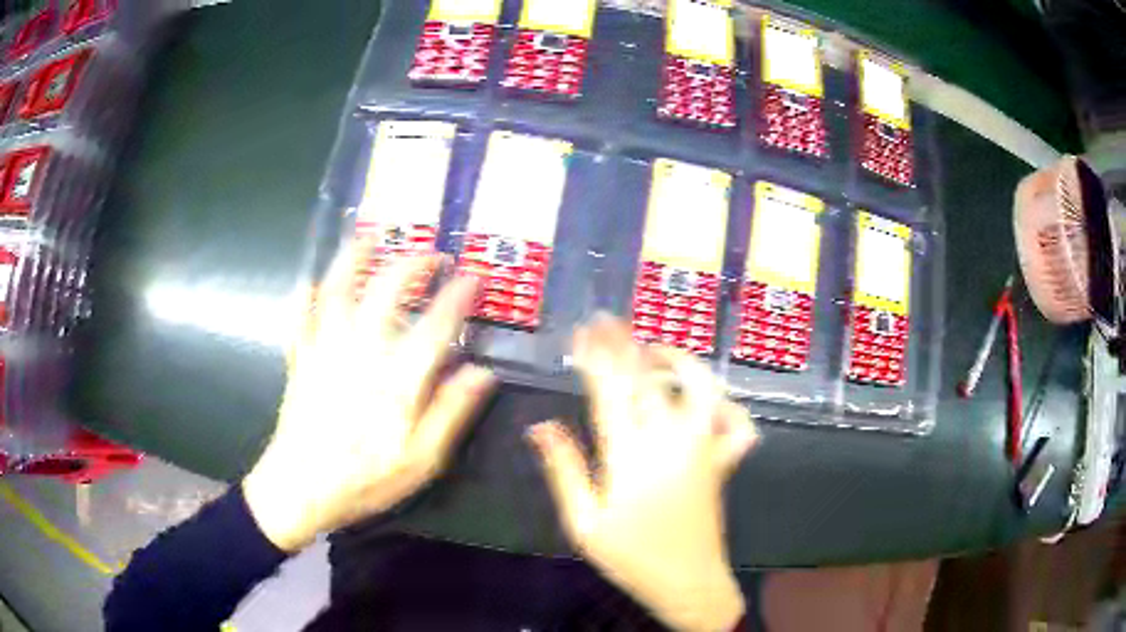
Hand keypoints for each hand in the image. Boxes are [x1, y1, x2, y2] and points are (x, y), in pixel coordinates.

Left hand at [244, 246, 495, 551]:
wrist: (300, 490)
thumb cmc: (365, 481)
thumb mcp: (421, 461)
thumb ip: (451, 413)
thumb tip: (483, 372)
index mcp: (396, 380)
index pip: (435, 324)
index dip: (457, 295)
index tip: (474, 276)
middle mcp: (360, 353)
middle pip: (386, 292)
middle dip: (411, 264)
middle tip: (430, 254)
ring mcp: (325, 351)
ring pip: (337, 291)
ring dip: (353, 260)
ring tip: (368, 238)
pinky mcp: (300, 360)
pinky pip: (299, 318)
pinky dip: (304, 296)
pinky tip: (309, 281)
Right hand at [528, 317, 756, 631]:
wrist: (687, 583)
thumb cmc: (631, 557)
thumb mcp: (584, 523)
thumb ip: (564, 470)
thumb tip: (541, 425)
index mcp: (631, 457)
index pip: (611, 391)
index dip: (596, 356)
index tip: (585, 330)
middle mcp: (671, 443)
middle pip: (649, 380)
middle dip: (627, 344)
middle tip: (610, 320)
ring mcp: (705, 449)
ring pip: (703, 390)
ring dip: (681, 363)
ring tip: (657, 350)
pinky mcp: (724, 462)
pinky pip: (739, 426)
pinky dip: (730, 407)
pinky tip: (713, 402)